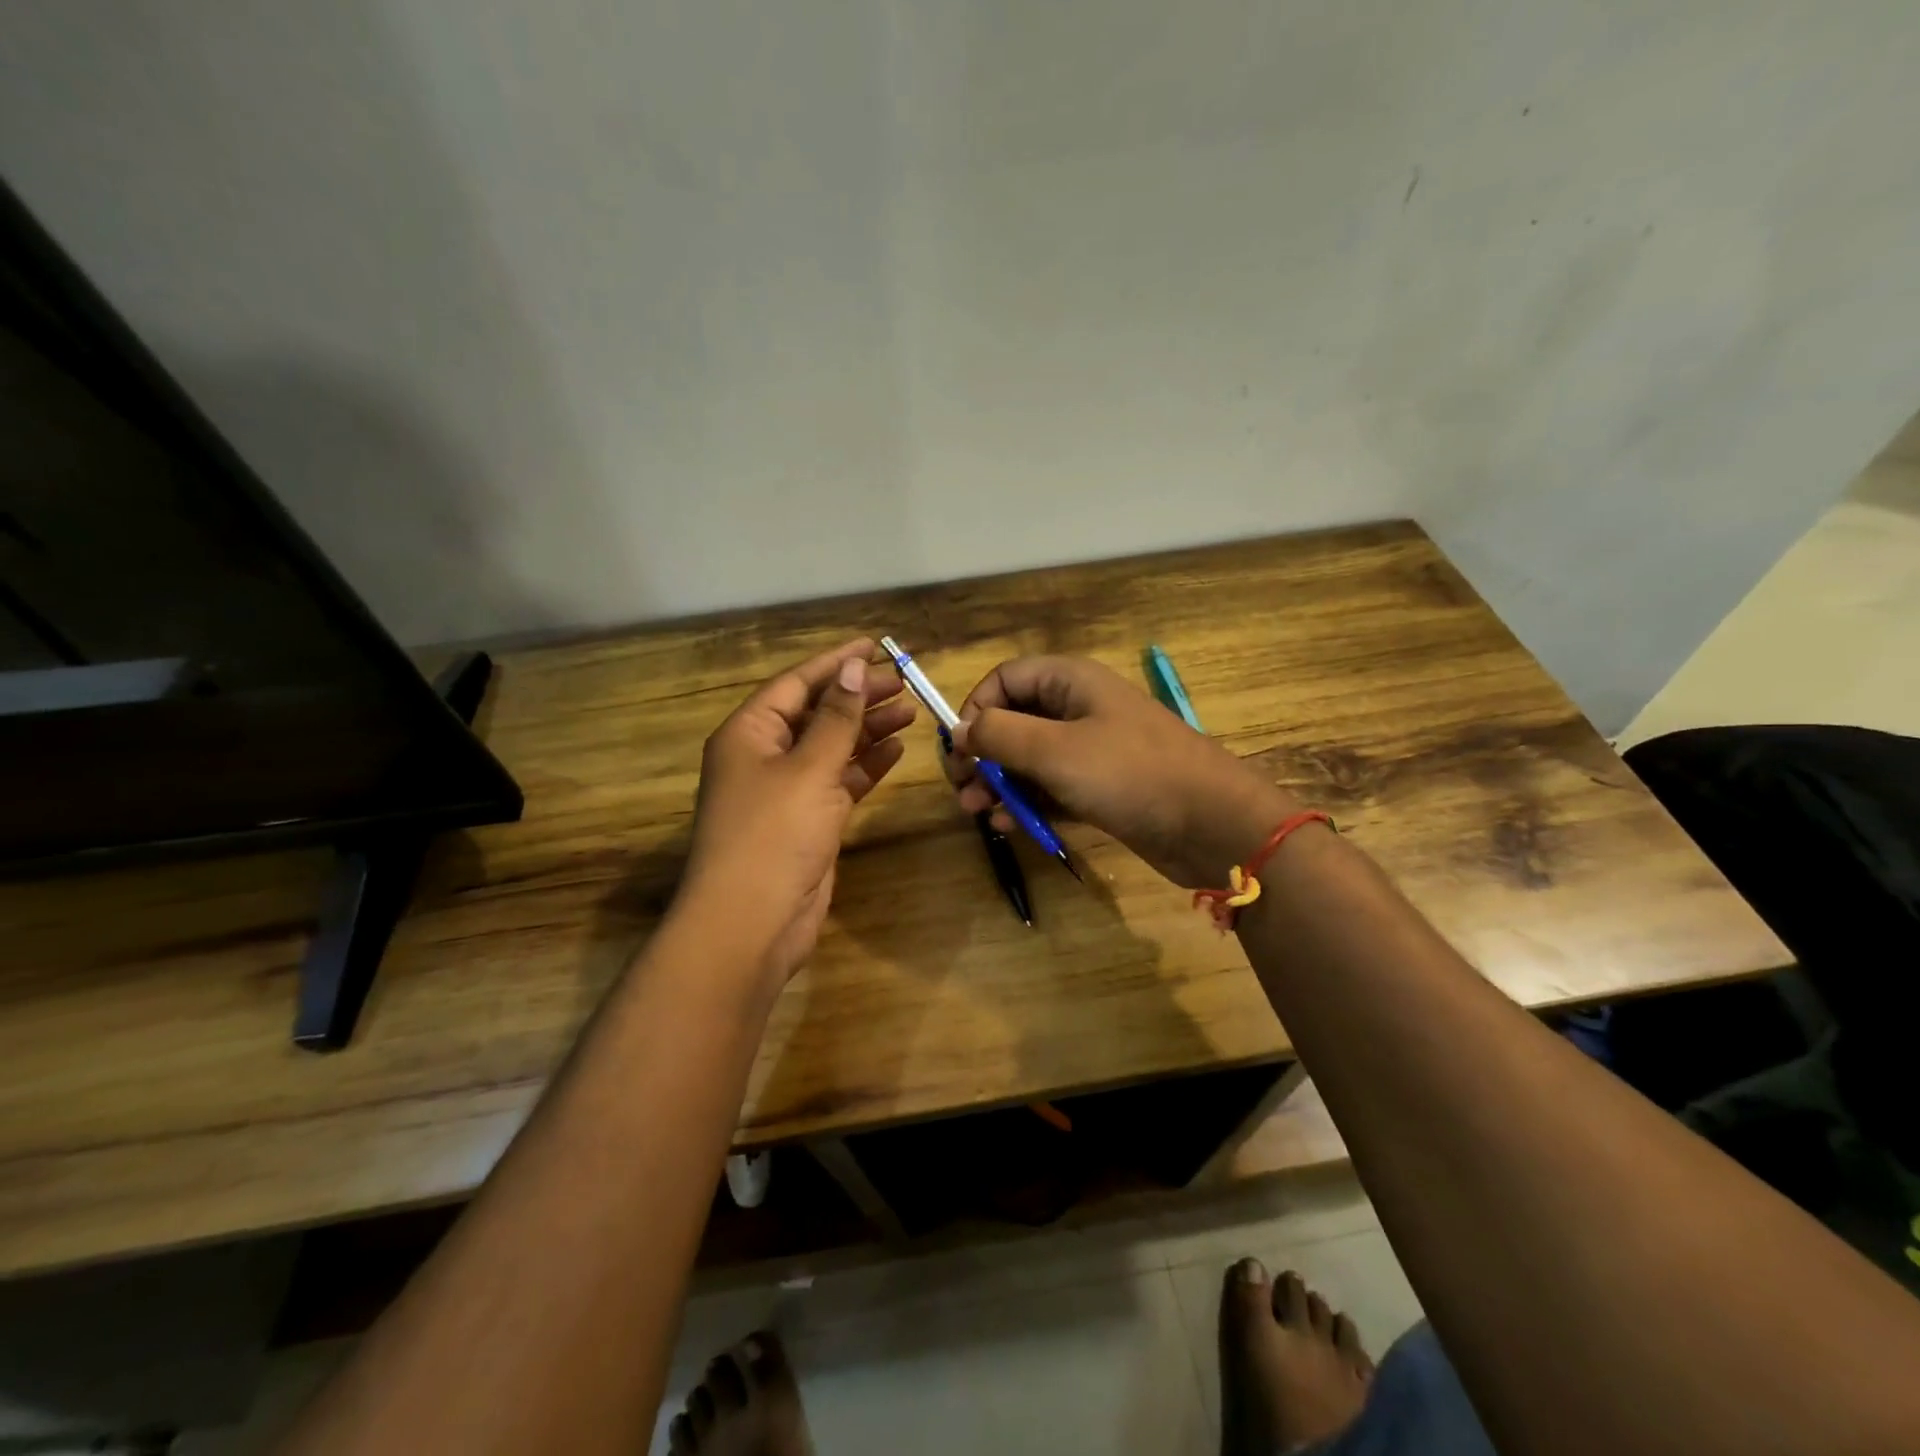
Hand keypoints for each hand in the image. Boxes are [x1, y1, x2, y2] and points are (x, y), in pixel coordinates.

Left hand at [679, 638, 914, 984]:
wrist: (752, 923)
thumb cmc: (773, 834)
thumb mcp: (809, 769)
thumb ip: (837, 718)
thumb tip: (854, 667)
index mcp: (749, 733)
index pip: (797, 684)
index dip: (836, 662)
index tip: (875, 645)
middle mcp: (764, 756)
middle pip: (817, 713)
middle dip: (858, 696)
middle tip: (903, 682)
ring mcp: (787, 791)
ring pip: (832, 747)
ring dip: (867, 729)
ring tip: (910, 710)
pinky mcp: (808, 821)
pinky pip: (840, 781)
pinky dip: (866, 765)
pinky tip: (896, 750)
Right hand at [947, 656, 1297, 887]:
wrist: (1211, 824)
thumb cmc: (1130, 773)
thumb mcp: (1055, 750)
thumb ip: (1000, 734)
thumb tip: (961, 730)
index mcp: (1070, 682)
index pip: (1005, 680)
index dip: (976, 708)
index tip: (960, 749)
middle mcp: (1078, 709)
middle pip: (1013, 720)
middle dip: (983, 754)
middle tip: (961, 788)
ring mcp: (1091, 750)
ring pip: (1029, 759)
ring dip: (999, 783)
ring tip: (976, 812)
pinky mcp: (1099, 788)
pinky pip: (1051, 788)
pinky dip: (1027, 803)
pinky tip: (1008, 825)